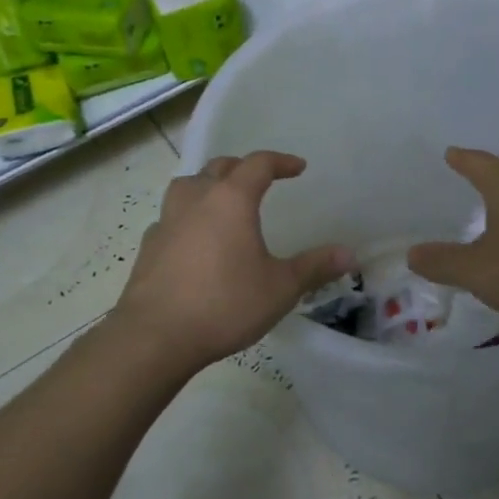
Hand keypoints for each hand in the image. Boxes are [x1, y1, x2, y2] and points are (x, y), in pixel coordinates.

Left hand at [114, 152, 353, 374]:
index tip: (298, 168)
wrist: (155, 336)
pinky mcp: (149, 246)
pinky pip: (172, 217)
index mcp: (231, 199)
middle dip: (243, 168)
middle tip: (261, 181)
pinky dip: (188, 217)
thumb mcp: (280, 288)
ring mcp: (167, 221)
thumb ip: (314, 267)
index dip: (281, 161)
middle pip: (219, 167)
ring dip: (208, 185)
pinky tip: (195, 240)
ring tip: (223, 202)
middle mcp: (197, 199)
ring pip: (188, 185)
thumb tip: (350, 254)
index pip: (258, 164)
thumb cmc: (225, 304)